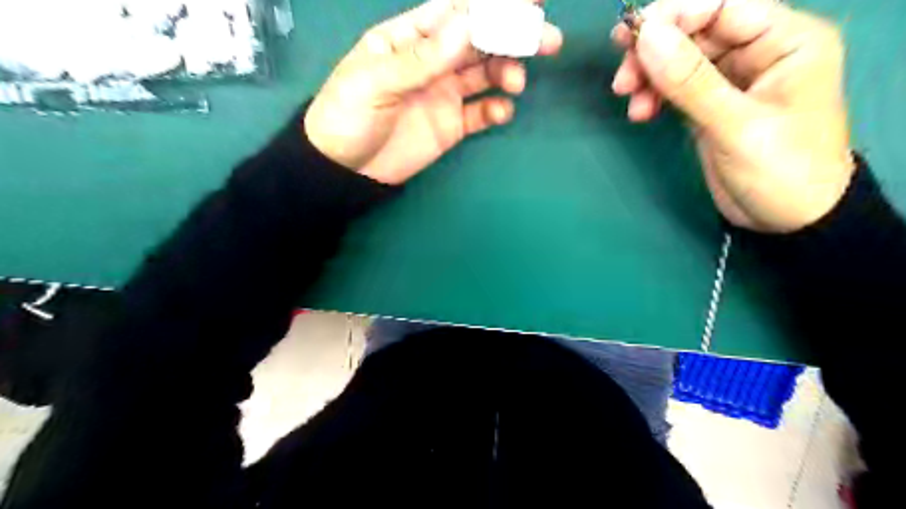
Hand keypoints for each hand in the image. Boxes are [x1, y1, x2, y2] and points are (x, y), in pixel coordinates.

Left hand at [305, 1, 560, 184]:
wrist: (345, 170)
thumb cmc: (348, 116)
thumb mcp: (376, 81)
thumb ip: (423, 57)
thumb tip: (469, 24)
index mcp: (410, 39)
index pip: (455, 13)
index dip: (490, 6)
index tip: (528, 2)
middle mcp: (432, 61)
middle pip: (478, 42)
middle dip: (512, 36)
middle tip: (546, 39)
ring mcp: (443, 94)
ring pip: (485, 75)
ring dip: (507, 72)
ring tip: (515, 82)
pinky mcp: (451, 125)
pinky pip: (480, 113)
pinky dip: (496, 110)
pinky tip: (502, 112)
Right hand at [611, 0, 854, 232]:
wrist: (788, 220)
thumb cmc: (781, 170)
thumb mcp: (736, 125)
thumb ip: (691, 81)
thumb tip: (646, 36)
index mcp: (785, 40)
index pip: (722, 5)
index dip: (674, 16)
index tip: (630, 39)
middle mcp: (759, 51)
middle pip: (695, 31)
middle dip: (654, 52)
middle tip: (622, 79)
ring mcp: (732, 80)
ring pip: (680, 60)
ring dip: (649, 76)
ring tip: (629, 101)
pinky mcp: (711, 105)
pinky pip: (676, 88)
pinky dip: (654, 96)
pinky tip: (641, 113)